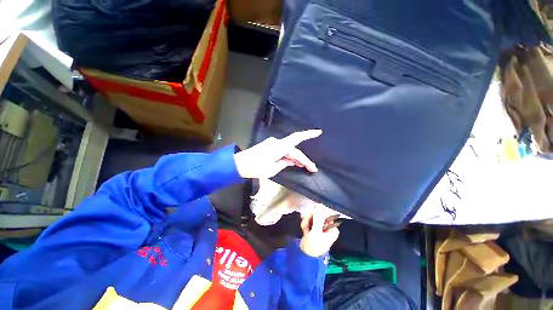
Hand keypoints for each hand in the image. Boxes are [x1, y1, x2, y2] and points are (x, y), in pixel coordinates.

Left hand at [233, 129, 321, 178]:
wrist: (239, 164)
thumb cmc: (256, 167)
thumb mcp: (273, 169)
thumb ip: (284, 163)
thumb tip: (290, 161)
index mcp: (279, 147)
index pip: (297, 139)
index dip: (308, 134)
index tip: (318, 132)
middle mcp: (277, 143)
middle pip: (293, 150)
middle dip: (303, 159)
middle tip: (312, 168)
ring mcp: (272, 144)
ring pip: (288, 151)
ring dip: (296, 159)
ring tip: (304, 167)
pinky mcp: (269, 147)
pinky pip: (282, 151)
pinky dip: (288, 157)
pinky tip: (292, 163)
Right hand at [300, 211, 339, 257]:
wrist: (306, 256)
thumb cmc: (314, 245)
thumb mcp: (316, 231)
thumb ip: (317, 218)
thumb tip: (319, 206)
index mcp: (332, 229)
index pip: (326, 215)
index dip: (317, 213)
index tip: (311, 214)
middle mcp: (327, 228)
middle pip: (318, 216)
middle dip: (310, 218)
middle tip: (305, 220)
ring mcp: (320, 229)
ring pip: (313, 219)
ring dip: (307, 221)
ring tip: (304, 226)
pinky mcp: (314, 230)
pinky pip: (310, 223)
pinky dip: (306, 224)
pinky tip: (304, 229)